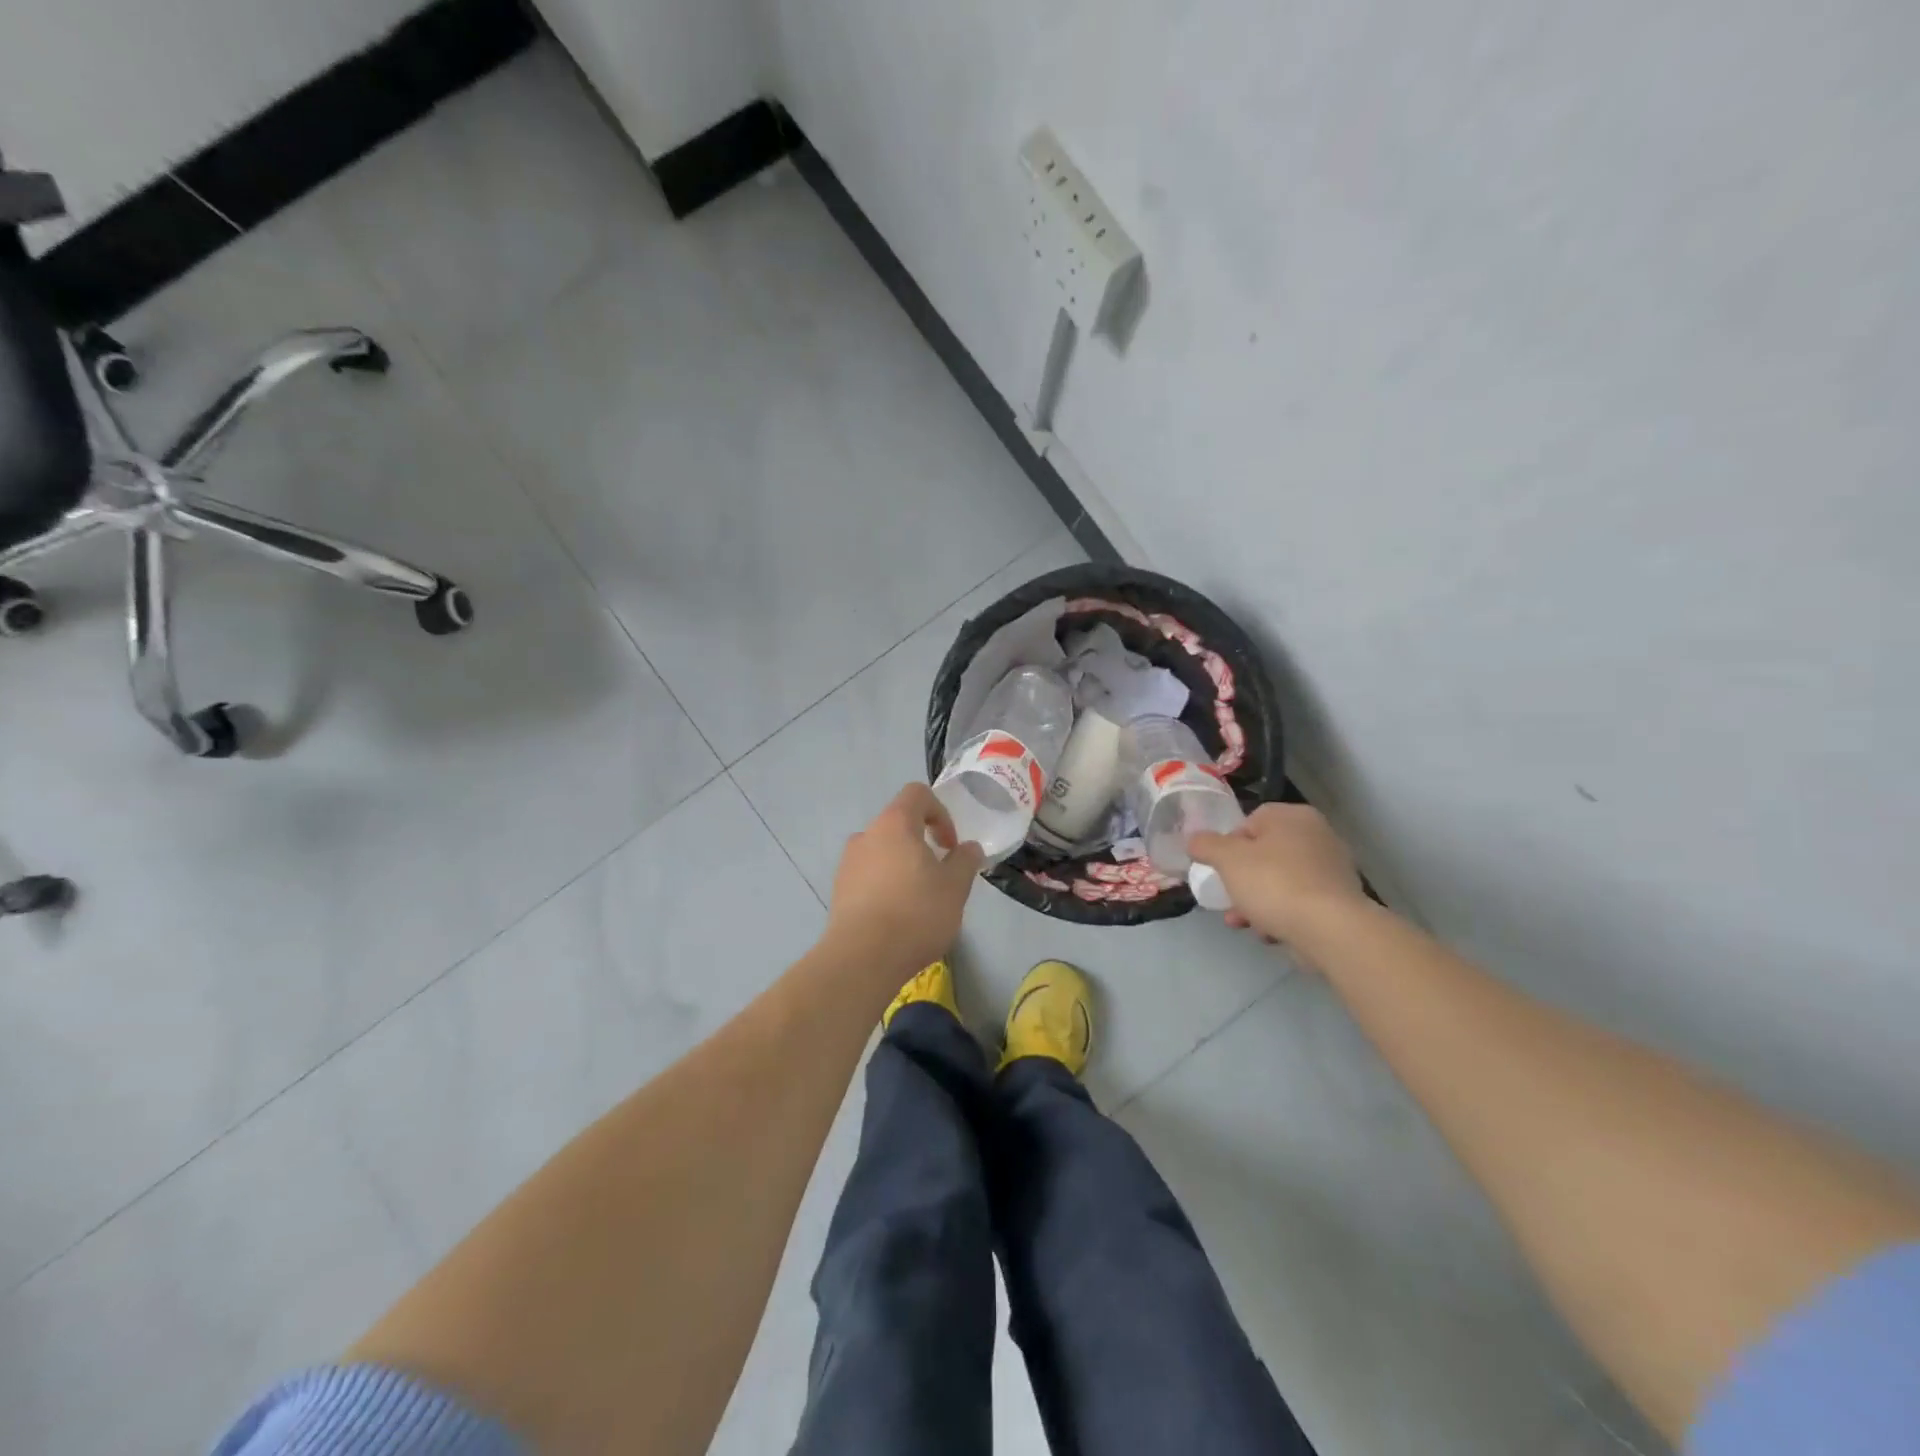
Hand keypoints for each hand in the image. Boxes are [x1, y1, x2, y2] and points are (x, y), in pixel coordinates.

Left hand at [826, 783, 984, 979]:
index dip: (940, 812)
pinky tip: (897, 917)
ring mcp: (848, 863)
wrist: (862, 958)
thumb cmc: (915, 913)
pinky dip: (885, 886)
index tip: (950, 845)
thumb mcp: (955, 887)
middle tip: (940, 876)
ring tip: (919, 901)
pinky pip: (868, 876)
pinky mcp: (839, 891)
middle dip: (922, 844)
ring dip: (903, 866)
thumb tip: (968, 847)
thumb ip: (965, 860)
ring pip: (882, 852)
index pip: (917, 794)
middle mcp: (866, 835)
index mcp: (894, 824)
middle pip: (898, 824)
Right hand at [1189, 804, 1368, 954]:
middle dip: (1241, 879)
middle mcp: (1317, 835)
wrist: (1331, 930)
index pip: (1249, 822)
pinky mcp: (1339, 901)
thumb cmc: (1275, 884)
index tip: (1219, 870)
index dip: (1228, 846)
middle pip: (1264, 854)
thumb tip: (1194, 840)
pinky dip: (1281, 914)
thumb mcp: (1227, 860)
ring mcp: (1332, 869)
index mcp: (1293, 816)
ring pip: (1280, 881)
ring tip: (1241, 922)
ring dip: (1257, 901)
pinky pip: (1299, 902)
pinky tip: (1268, 933)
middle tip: (1227, 898)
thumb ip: (1205, 845)